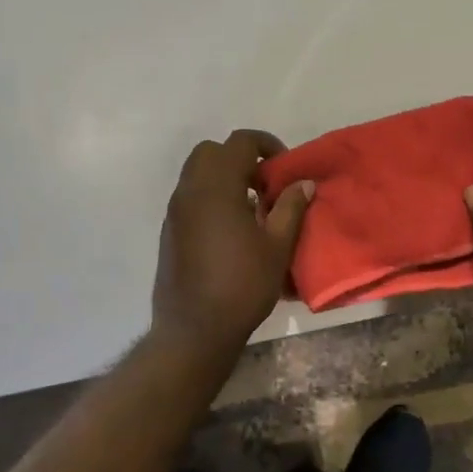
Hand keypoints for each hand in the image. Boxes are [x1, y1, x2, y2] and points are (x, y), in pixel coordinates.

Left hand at [152, 130, 313, 351]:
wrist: (194, 329)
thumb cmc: (242, 286)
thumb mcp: (277, 247)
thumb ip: (290, 208)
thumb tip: (303, 183)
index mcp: (217, 187)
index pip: (240, 142)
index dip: (266, 145)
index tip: (284, 169)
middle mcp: (190, 191)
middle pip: (211, 151)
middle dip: (240, 158)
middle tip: (264, 185)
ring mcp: (175, 211)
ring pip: (196, 173)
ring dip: (224, 178)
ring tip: (251, 209)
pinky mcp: (169, 230)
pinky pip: (190, 197)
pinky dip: (210, 197)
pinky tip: (231, 230)